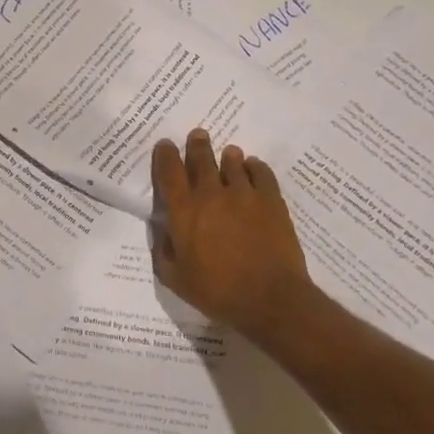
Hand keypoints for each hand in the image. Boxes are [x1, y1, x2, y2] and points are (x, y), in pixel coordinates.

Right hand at [150, 129, 313, 340]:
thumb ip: (163, 250)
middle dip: (197, 145)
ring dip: (227, 156)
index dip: (164, 155)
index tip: (165, 145)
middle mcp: (211, 195)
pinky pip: (261, 173)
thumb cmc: (217, 292)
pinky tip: (253, 168)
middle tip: (198, 135)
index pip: (169, 172)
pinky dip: (255, 167)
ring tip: (229, 153)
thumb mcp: (175, 278)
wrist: (269, 299)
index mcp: (183, 211)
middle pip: (201, 159)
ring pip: (232, 163)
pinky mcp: (271, 201)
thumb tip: (162, 229)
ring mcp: (244, 194)